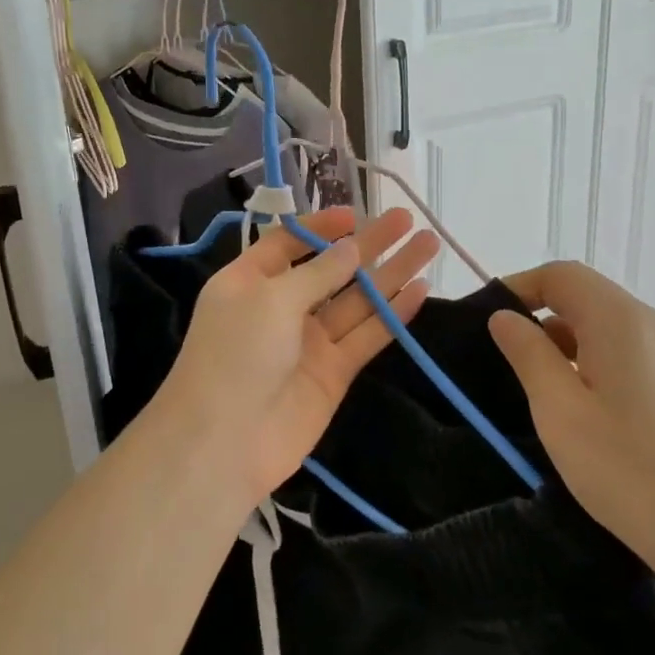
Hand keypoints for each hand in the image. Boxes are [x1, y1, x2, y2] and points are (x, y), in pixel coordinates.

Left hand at [158, 207, 438, 502]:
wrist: (226, 441)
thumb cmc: (236, 354)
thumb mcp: (271, 299)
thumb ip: (317, 273)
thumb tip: (352, 248)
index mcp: (249, 281)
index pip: (287, 243)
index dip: (320, 228)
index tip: (356, 214)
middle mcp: (280, 307)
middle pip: (331, 269)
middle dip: (367, 244)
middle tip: (405, 219)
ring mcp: (309, 341)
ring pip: (357, 301)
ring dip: (391, 274)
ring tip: (427, 244)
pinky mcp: (334, 372)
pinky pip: (367, 336)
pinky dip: (393, 315)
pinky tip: (420, 289)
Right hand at [486, 261, 654, 596]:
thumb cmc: (630, 469)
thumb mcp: (559, 410)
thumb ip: (527, 354)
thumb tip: (505, 317)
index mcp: (619, 319)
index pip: (559, 275)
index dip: (517, 287)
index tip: (483, 322)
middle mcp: (648, 324)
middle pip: (581, 296)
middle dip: (535, 315)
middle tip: (498, 355)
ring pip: (599, 326)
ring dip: (559, 341)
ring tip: (527, 384)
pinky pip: (619, 353)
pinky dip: (585, 362)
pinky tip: (571, 405)